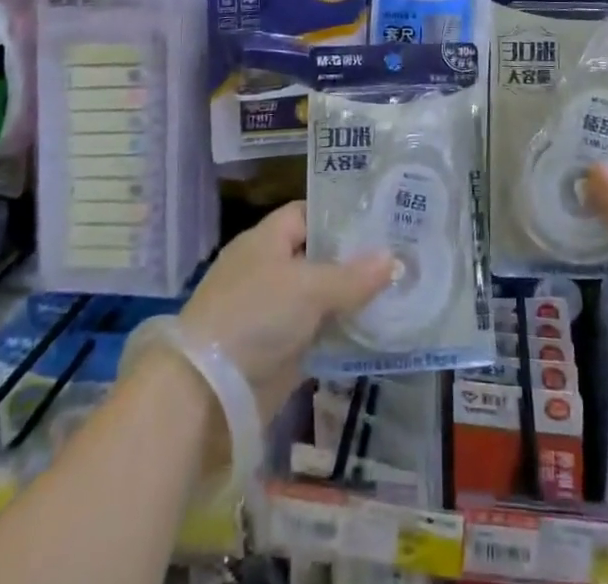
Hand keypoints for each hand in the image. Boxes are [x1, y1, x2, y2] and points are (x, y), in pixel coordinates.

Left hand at [178, 202, 395, 422]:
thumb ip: (353, 276)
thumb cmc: (255, 316)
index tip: (380, 219)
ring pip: (321, 297)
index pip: (309, 214)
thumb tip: (394, 259)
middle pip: (318, 256)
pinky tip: (378, 330)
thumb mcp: (309, 288)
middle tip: (401, 255)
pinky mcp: (279, 350)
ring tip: (400, 290)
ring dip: (353, 299)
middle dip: (355, 259)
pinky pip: (318, 332)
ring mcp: (273, 311)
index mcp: (267, 239)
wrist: (206, 392)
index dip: (342, 215)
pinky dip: (342, 332)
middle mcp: (270, 269)